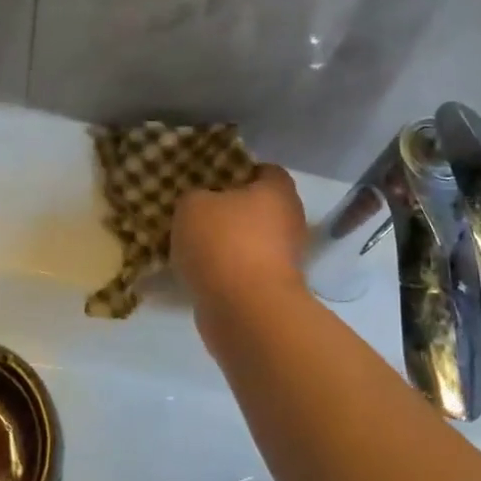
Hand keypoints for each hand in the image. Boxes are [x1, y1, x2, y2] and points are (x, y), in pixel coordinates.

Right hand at [172, 163, 309, 307]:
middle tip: (196, 213)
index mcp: (278, 191)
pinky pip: (246, 269)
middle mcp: (290, 221)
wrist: (244, 310)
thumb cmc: (222, 243)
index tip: (209, 181)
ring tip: (191, 245)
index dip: (236, 171)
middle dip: (229, 210)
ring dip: (227, 243)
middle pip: (258, 207)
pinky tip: (199, 273)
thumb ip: (196, 196)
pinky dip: (227, 270)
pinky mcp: (274, 288)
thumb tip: (203, 205)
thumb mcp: (192, 205)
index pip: (263, 170)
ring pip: (251, 240)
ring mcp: (286, 258)